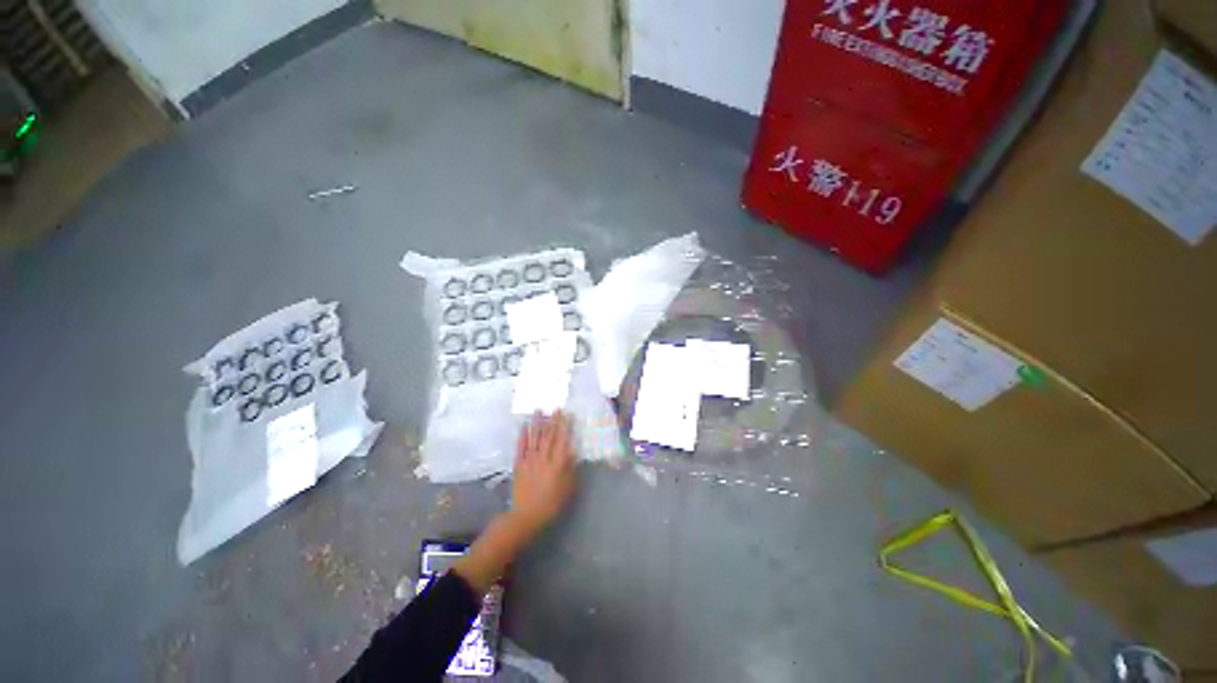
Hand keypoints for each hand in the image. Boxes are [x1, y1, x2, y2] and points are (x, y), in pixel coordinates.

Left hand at [453, 412, 577, 592]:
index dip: (565, 425)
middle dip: (553, 420)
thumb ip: (571, 468)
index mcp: (558, 462)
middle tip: (555, 408)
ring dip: (537, 422)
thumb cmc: (551, 503)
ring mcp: (530, 459)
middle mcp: (544, 457)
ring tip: (539, 410)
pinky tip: (524, 426)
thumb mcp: (568, 488)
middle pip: (549, 435)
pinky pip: (521, 446)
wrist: (526, 515)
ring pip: (535, 437)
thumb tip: (573, 451)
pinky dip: (523, 435)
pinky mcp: (519, 464)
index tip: (567, 414)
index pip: (563, 439)